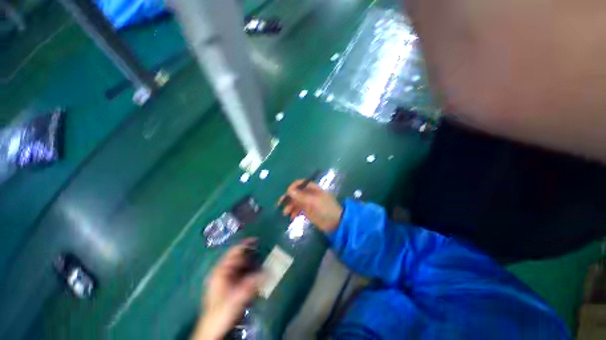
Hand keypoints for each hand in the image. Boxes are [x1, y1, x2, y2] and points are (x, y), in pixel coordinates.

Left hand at [193, 239, 262, 339]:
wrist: (213, 330)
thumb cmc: (222, 312)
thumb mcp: (238, 297)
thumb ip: (253, 283)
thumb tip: (268, 271)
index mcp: (220, 271)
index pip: (233, 252)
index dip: (245, 244)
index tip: (257, 239)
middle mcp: (222, 272)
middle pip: (238, 258)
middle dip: (251, 254)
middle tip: (263, 251)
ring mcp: (226, 279)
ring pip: (241, 266)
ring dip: (251, 263)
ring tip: (263, 261)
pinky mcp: (230, 286)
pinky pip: (241, 274)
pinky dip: (249, 271)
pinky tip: (257, 274)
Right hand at [277, 180, 342, 232]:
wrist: (336, 223)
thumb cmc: (326, 209)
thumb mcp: (314, 201)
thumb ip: (302, 196)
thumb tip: (289, 191)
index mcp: (312, 189)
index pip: (300, 184)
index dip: (293, 187)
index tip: (287, 194)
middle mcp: (309, 194)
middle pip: (296, 193)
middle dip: (288, 198)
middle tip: (281, 204)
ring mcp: (308, 203)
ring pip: (296, 202)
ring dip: (290, 206)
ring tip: (285, 213)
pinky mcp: (307, 211)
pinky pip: (298, 210)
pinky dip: (294, 212)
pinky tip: (291, 217)